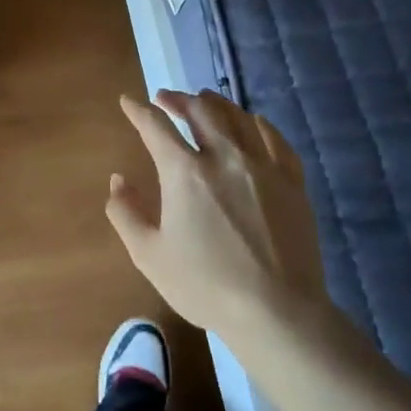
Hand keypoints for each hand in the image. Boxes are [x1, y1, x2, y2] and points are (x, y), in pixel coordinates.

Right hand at [107, 89, 349, 351]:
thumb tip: (118, 180)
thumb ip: (126, 213)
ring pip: (238, 117)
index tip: (128, 101)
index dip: (138, 110)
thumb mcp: (149, 255)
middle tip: (166, 98)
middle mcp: (224, 157)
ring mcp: (263, 166)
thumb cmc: (205, 286)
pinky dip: (258, 124)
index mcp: (184, 172)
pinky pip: (275, 139)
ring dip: (216, 103)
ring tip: (205, 100)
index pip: (156, 126)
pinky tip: (253, 123)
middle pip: (200, 110)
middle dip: (178, 99)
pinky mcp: (292, 182)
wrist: (277, 311)